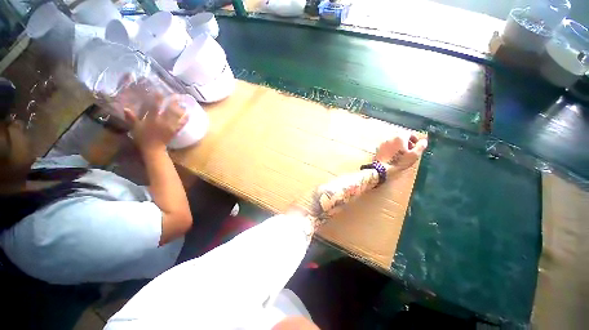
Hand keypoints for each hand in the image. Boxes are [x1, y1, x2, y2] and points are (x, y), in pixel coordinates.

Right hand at [124, 93, 188, 152]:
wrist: (153, 149)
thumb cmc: (143, 138)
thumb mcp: (135, 127)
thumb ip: (131, 118)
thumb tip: (126, 108)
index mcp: (152, 119)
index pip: (155, 106)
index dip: (157, 98)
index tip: (160, 91)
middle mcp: (162, 121)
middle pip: (170, 110)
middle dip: (174, 102)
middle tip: (177, 96)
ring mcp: (170, 126)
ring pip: (177, 116)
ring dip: (181, 109)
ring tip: (183, 104)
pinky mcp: (175, 131)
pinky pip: (181, 124)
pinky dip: (185, 119)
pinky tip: (188, 115)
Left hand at [374, 133, 427, 171]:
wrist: (382, 168)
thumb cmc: (399, 162)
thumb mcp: (414, 155)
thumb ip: (420, 146)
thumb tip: (424, 141)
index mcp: (400, 137)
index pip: (409, 133)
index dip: (414, 138)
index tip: (416, 144)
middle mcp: (390, 137)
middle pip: (400, 136)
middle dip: (406, 141)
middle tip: (409, 149)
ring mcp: (383, 142)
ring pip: (393, 140)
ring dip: (398, 144)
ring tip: (401, 153)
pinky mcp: (378, 147)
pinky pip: (387, 145)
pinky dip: (391, 148)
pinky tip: (392, 155)